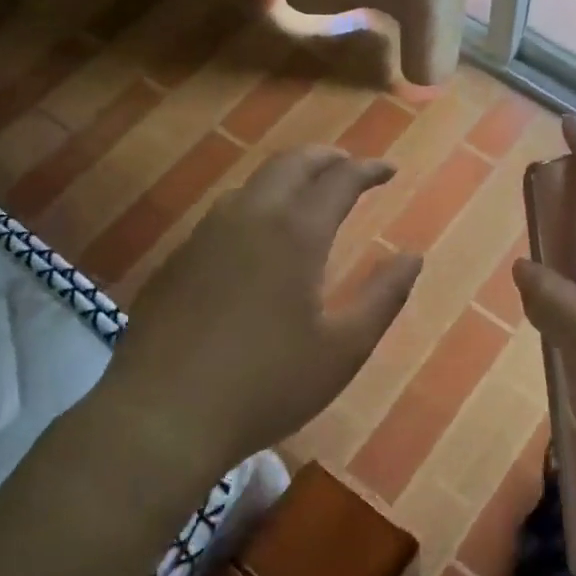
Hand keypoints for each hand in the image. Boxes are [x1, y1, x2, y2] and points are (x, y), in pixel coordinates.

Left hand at [97, 148, 421, 481]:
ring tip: (308, 194)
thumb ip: (383, 297)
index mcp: (295, 234)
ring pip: (252, 183)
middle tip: (350, 166)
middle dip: (326, 157)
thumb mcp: (343, 350)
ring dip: (288, 177)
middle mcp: (249, 218)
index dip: (368, 170)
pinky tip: (258, 237)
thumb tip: (412, 256)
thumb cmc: (267, 385)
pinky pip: (225, 212)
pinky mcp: (178, 259)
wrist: (162, 417)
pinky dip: (256, 204)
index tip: (389, 171)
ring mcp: (206, 235)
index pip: (339, 179)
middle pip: (290, 163)